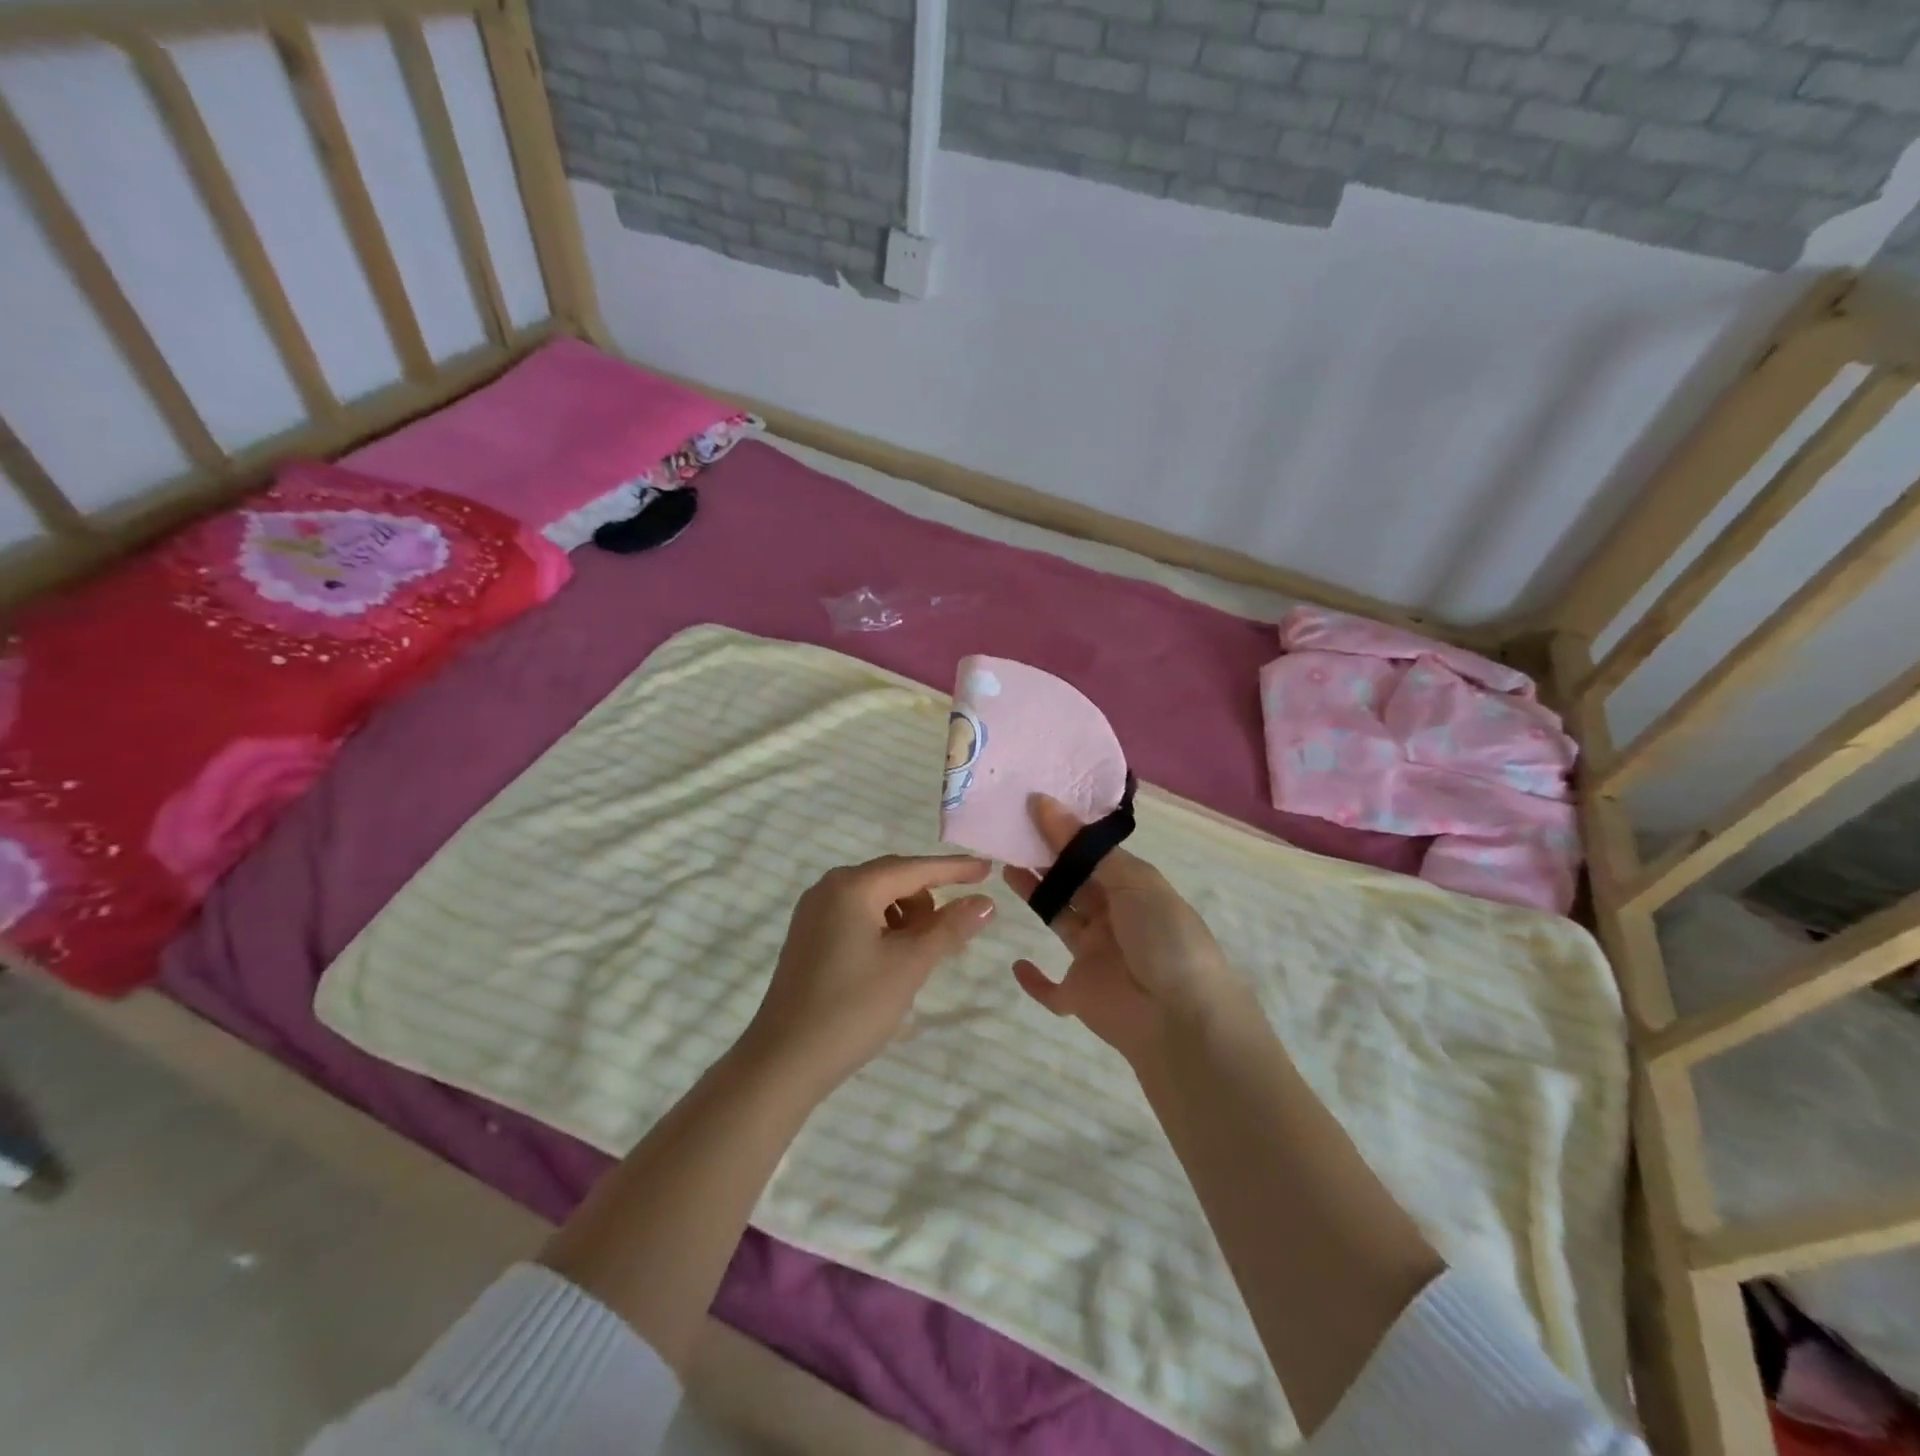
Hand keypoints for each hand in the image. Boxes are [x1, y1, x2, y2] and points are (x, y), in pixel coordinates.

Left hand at [736, 854, 995, 1099]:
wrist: (783, 1062)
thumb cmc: (852, 1008)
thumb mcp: (909, 966)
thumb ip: (949, 928)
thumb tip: (985, 902)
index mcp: (852, 886)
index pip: (915, 868)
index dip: (954, 869)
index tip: (988, 870)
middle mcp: (829, 888)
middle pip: (893, 879)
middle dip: (928, 899)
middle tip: (956, 930)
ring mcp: (814, 912)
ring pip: (876, 899)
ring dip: (906, 917)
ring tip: (921, 956)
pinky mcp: (808, 937)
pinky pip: (857, 916)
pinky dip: (883, 929)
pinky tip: (892, 960)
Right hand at [1004, 797, 1249, 1064]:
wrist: (1181, 1019)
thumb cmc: (1164, 938)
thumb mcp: (1134, 882)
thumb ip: (1084, 848)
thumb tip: (1045, 803)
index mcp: (1133, 889)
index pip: (1093, 854)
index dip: (1065, 833)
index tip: (1031, 807)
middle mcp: (1114, 918)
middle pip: (1074, 883)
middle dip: (1046, 859)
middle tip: (1011, 833)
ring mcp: (1096, 957)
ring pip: (1060, 920)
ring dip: (1036, 897)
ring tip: (1005, 868)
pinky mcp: (1079, 994)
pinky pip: (1051, 989)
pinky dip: (1034, 980)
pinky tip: (1016, 963)